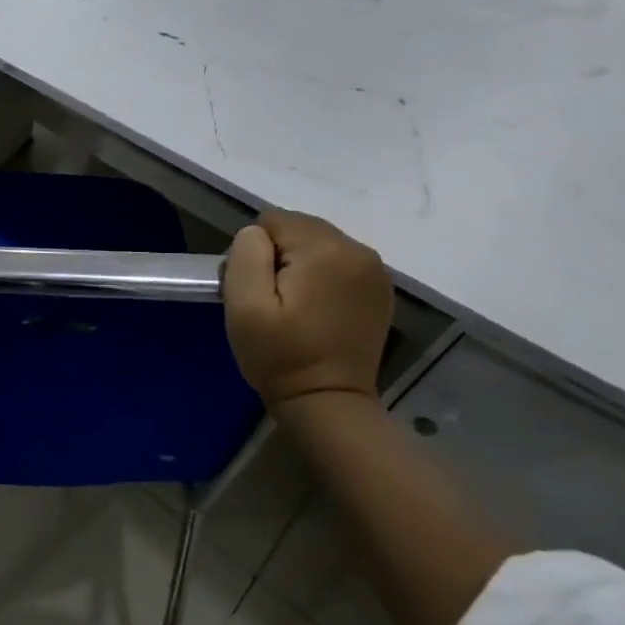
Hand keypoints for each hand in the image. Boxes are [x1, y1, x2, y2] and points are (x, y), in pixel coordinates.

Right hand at [223, 210, 391, 409]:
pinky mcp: (379, 289)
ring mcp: (374, 270)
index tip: (256, 290)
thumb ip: (245, 256)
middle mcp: (357, 250)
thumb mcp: (244, 306)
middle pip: (299, 229)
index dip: (254, 252)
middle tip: (271, 300)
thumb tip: (254, 235)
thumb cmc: (280, 356)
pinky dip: (322, 277)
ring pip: (319, 244)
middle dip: (278, 256)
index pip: (273, 221)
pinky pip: (339, 263)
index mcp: (324, 250)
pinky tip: (316, 310)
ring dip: (300, 266)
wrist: (328, 402)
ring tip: (293, 306)